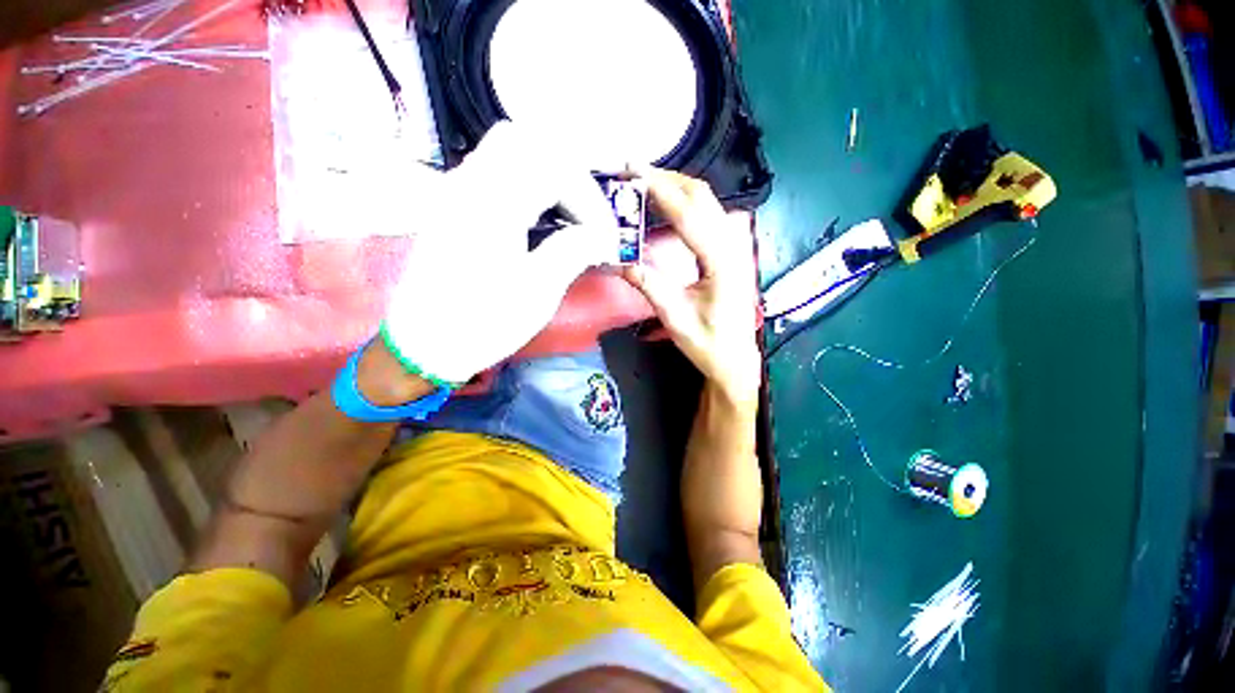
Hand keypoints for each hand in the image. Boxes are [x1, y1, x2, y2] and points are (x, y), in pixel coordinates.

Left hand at [382, 121, 618, 386]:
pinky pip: (494, 171)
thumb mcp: (538, 291)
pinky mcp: (453, 206)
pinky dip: (527, 183)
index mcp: (493, 204)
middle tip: (587, 215)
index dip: (591, 200)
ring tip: (568, 216)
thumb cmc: (484, 322)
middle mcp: (470, 184)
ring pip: (508, 151)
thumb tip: (599, 235)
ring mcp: (457, 191)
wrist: (426, 344)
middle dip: (570, 175)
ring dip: (548, 176)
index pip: (555, 170)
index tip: (605, 237)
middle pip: (528, 141)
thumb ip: (573, 251)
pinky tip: (539, 218)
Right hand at [623, 169, 761, 404]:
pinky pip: (706, 214)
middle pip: (701, 197)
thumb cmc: (709, 344)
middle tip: (631, 171)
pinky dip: (683, 201)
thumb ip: (650, 287)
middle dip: (666, 179)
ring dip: (675, 186)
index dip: (660, 189)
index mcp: (721, 262)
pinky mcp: (728, 251)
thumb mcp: (676, 319)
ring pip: (706, 201)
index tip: (632, 170)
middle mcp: (732, 246)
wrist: (735, 358)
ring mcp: (733, 246)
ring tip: (642, 182)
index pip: (689, 214)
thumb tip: (620, 259)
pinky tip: (665, 203)